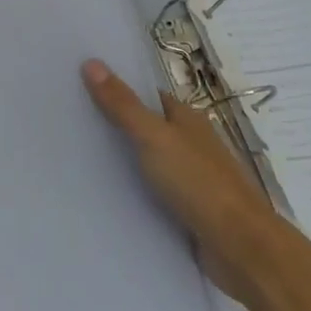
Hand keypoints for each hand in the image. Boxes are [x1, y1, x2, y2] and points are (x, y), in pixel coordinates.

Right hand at [81, 58, 283, 302]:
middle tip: (69, 124)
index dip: (117, 89)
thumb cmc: (199, 183)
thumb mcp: (154, 138)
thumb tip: (92, 62)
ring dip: (121, 162)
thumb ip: (123, 104)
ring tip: (76, 158)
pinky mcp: (188, 210)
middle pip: (146, 128)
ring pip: (148, 162)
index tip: (79, 87)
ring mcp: (191, 178)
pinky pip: (153, 194)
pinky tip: (105, 195)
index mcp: (187, 119)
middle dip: (113, 126)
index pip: (146, 96)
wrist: (241, 248)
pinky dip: (133, 192)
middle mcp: (190, 144)